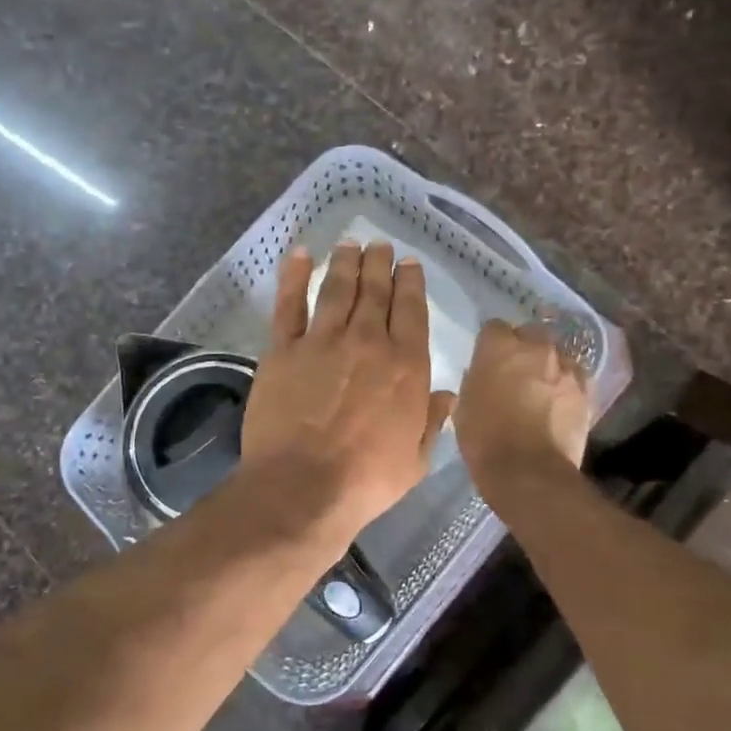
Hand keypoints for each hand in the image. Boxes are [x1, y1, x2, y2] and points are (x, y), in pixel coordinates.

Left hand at [242, 243, 456, 549]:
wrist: (302, 487)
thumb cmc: (366, 480)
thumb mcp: (416, 458)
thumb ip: (432, 421)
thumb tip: (447, 394)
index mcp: (406, 365)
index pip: (411, 311)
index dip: (410, 282)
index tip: (408, 263)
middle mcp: (367, 342)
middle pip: (375, 291)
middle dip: (379, 263)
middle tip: (379, 245)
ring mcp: (323, 341)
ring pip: (337, 289)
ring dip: (345, 262)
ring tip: (350, 244)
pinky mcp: (284, 349)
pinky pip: (289, 304)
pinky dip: (294, 276)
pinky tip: (301, 255)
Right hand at [454, 319, 590, 498]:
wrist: (529, 473)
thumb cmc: (485, 440)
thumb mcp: (463, 407)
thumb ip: (475, 381)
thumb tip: (482, 375)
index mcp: (498, 347)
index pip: (494, 327)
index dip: (490, 344)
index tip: (487, 361)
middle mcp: (535, 348)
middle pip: (530, 334)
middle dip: (523, 348)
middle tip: (515, 373)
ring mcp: (565, 367)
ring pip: (556, 354)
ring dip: (547, 366)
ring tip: (541, 390)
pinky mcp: (586, 389)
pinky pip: (574, 376)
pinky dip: (566, 384)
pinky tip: (559, 402)